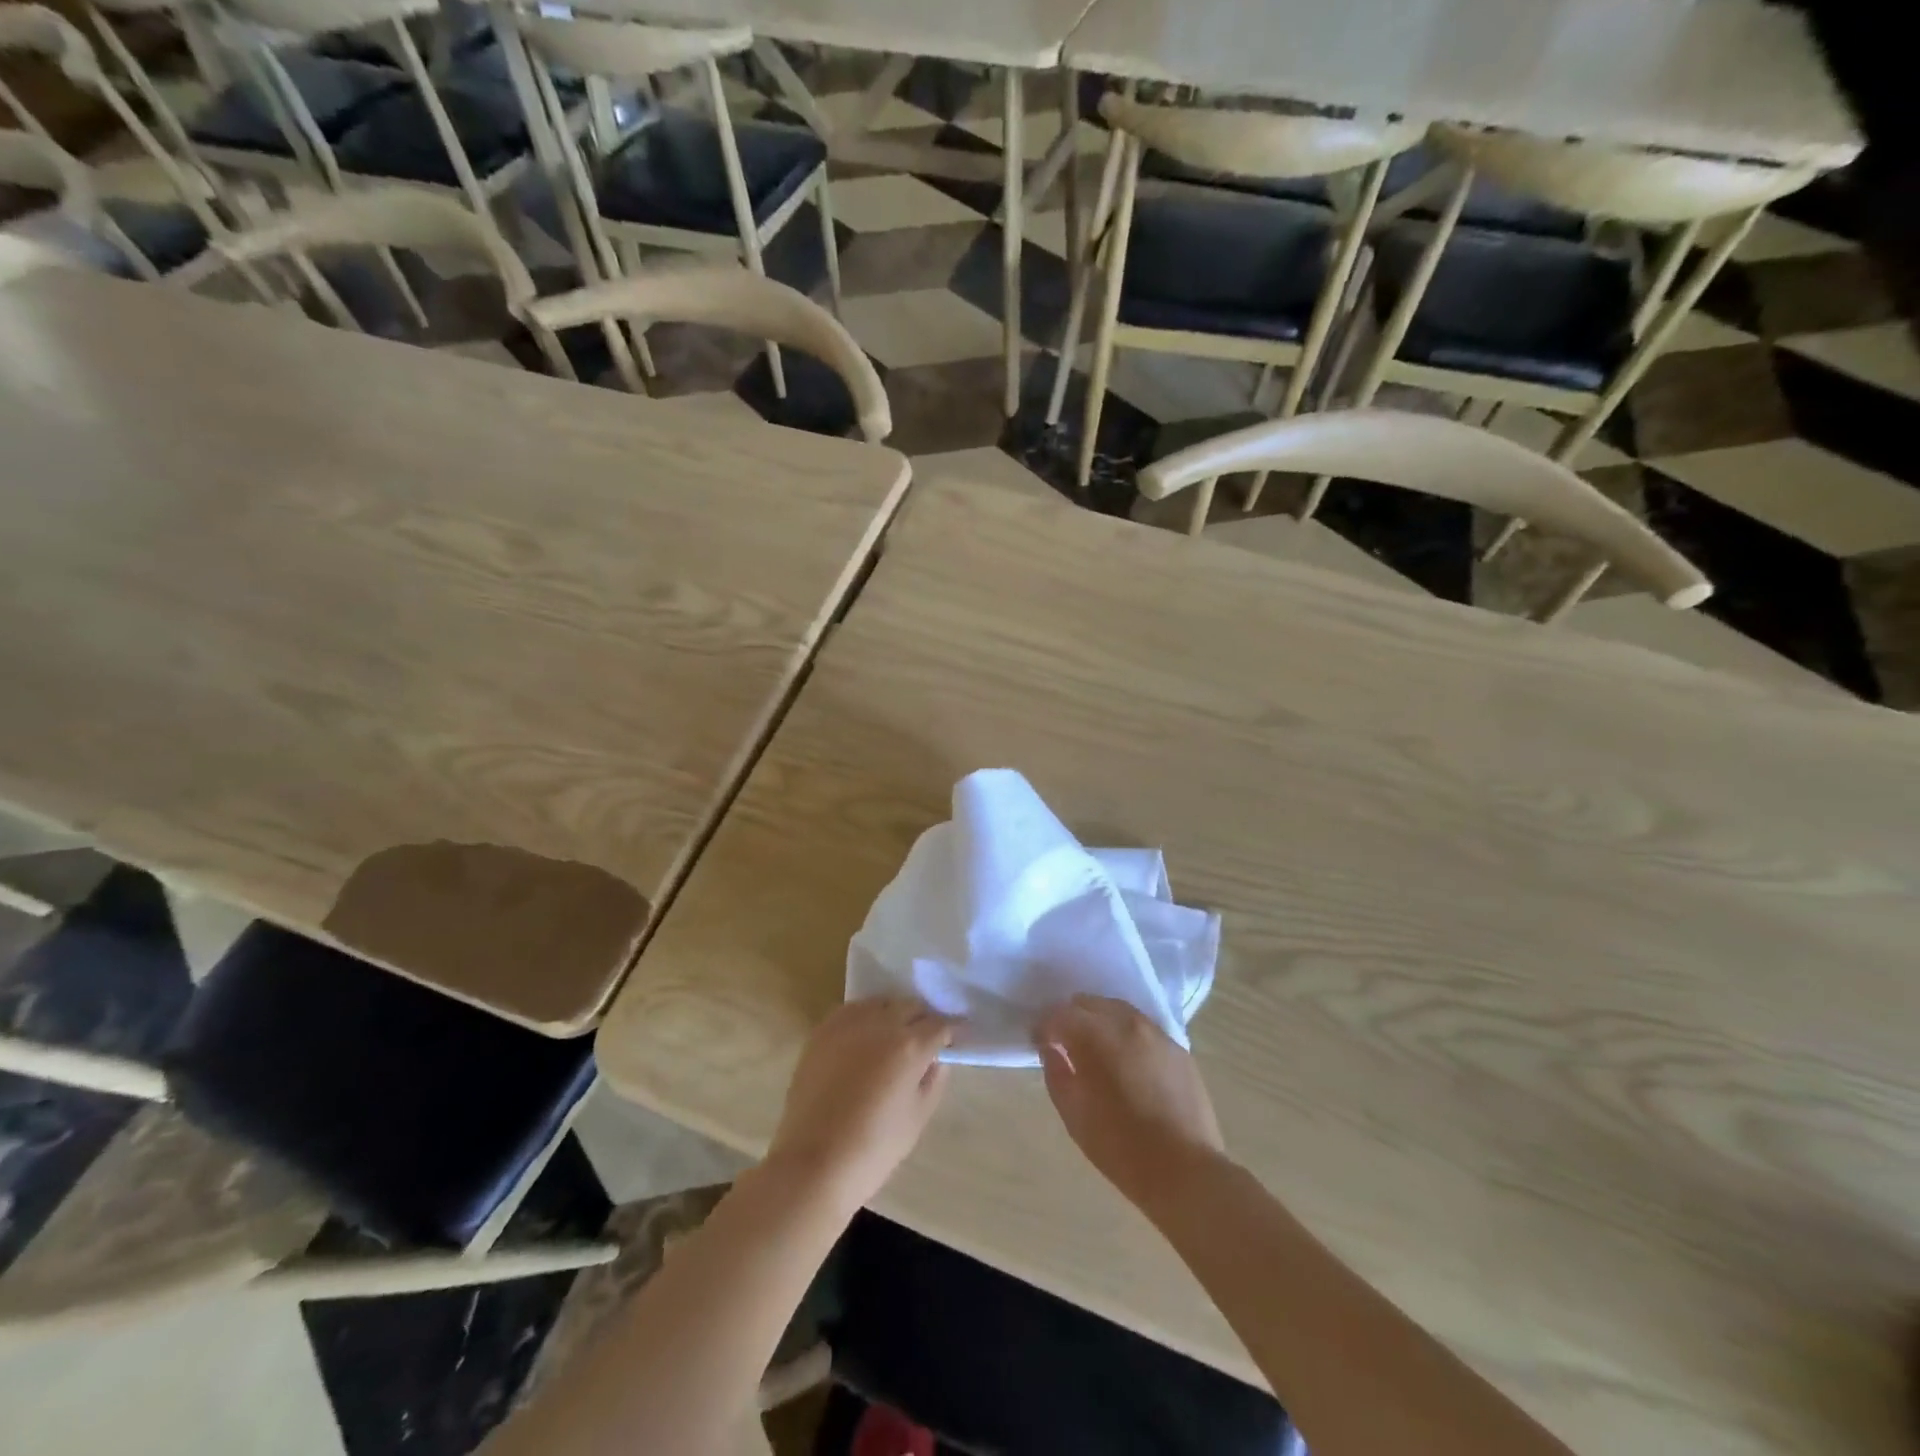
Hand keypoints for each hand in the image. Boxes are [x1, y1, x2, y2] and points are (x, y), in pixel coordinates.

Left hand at [765, 997, 954, 1211]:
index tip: (954, 1040)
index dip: (951, 1032)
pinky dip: (864, 1017)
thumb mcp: (917, 1119)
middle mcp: (881, 1024)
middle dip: (923, 1019)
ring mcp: (848, 1024)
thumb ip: (933, 1081)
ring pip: (881, 1003)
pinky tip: (864, 1036)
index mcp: (909, 1046)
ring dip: (893, 1014)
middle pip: (910, 1006)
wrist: (813, 1164)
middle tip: (925, 1039)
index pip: (939, 1025)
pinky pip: (851, 1011)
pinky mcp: (822, 1031)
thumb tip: (937, 1059)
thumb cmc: (873, 1149)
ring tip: (893, 1036)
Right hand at [1036, 995, 1225, 1213]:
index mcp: (1096, 1036)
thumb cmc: (1120, 1148)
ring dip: (1100, 1022)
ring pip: (1118, 1010)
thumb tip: (1051, 1049)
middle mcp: (1127, 1023)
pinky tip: (1127, 1061)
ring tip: (1096, 1051)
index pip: (1060, 1014)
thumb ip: (1056, 1073)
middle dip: (1072, 1019)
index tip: (1041, 1044)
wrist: (1185, 1172)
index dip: (1044, 1027)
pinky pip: (1143, 1028)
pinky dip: (1127, 1034)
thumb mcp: (1074, 1115)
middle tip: (1066, 1045)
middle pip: (1089, 1003)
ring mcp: (1157, 1032)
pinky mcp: (1178, 1048)